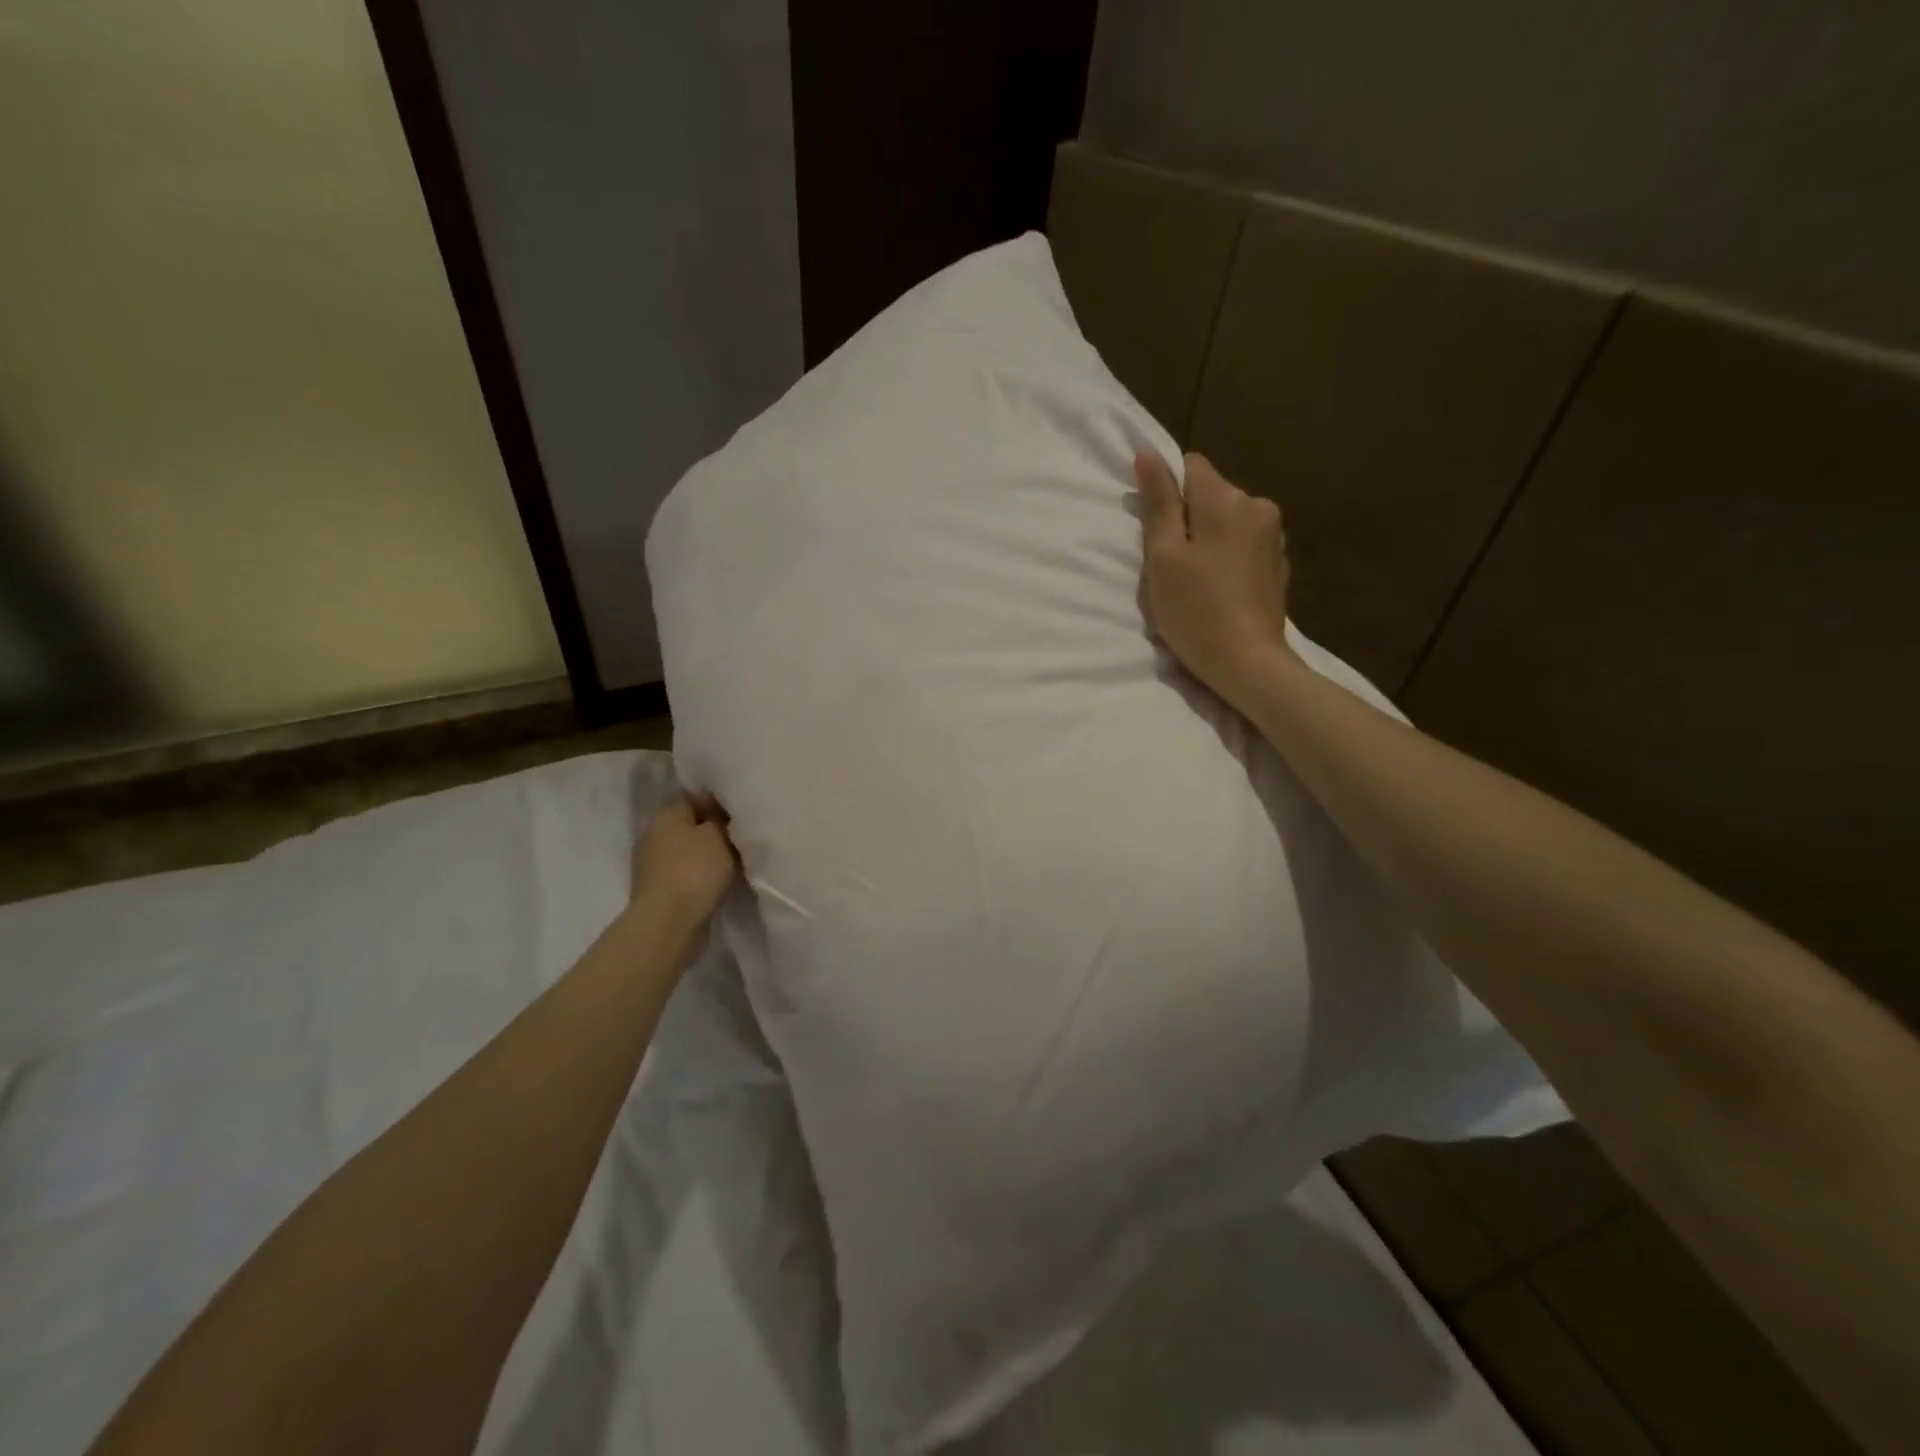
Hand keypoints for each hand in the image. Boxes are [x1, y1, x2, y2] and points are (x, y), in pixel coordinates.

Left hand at [630, 793, 738, 931]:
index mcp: (666, 815)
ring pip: (690, 851)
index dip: (722, 803)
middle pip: (692, 825)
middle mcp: (654, 835)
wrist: (669, 924)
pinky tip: (720, 881)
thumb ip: (723, 819)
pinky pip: (687, 873)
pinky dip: (702, 876)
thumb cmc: (695, 870)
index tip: (744, 813)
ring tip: (737, 861)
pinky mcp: (659, 889)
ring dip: (710, 856)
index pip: (697, 798)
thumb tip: (722, 815)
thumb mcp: (719, 835)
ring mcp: (653, 864)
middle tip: (744, 836)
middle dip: (716, 831)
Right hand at [1134, 450, 1297, 710]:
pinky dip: (1226, 559)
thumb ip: (1159, 503)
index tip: (1157, 531)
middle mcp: (1258, 506)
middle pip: (1211, 496)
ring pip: (1227, 522)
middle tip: (1171, 566)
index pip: (1191, 466)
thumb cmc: (1195, 610)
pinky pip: (1243, 546)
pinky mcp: (1278, 564)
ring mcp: (1273, 536)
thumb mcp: (1163, 557)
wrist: (1248, 663)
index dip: (1167, 492)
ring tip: (1195, 582)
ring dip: (1208, 541)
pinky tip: (1219, 591)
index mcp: (1227, 499)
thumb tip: (1148, 454)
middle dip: (1188, 520)